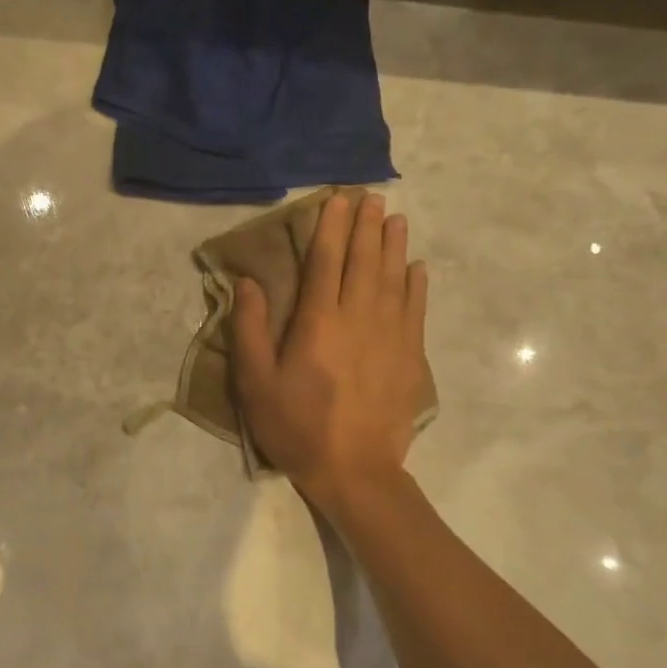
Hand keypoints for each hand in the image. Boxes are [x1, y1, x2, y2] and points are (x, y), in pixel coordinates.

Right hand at [230, 192, 428, 513]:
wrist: (355, 470)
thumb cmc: (297, 425)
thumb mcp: (255, 382)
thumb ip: (249, 329)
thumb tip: (249, 282)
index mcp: (318, 321)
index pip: (326, 261)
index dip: (330, 227)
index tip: (337, 199)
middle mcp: (358, 317)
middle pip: (364, 261)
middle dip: (365, 226)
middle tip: (370, 197)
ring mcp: (390, 335)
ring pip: (393, 278)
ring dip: (393, 245)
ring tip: (394, 218)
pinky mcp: (410, 356)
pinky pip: (416, 309)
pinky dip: (417, 284)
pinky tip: (417, 267)